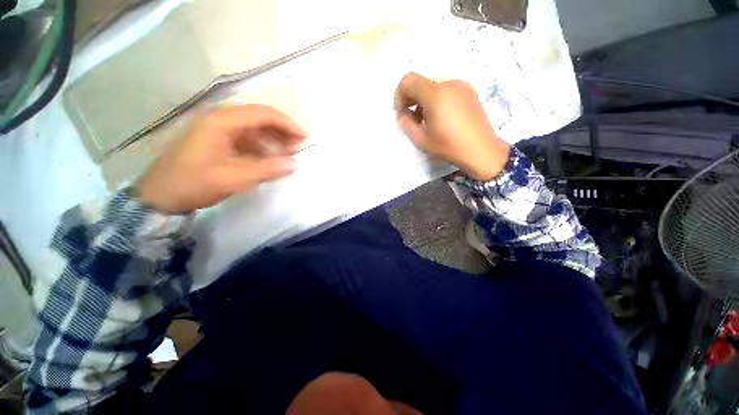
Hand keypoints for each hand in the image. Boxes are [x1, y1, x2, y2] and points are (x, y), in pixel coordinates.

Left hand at [138, 105, 305, 213]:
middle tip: (297, 147)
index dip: (286, 124)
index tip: (303, 137)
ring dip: (272, 139)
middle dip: (281, 131)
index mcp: (222, 122)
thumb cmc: (194, 183)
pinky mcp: (217, 141)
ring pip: (253, 129)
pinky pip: (246, 140)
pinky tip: (269, 160)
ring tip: (287, 154)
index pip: (262, 114)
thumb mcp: (234, 179)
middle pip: (258, 118)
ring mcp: (217, 130)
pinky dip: (261, 148)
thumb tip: (294, 164)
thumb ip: (267, 170)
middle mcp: (220, 120)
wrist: (160, 196)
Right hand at [393, 72, 509, 180]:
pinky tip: (441, 118)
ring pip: (433, 87)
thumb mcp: (421, 139)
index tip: (401, 112)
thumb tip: (403, 114)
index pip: (408, 80)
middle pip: (421, 83)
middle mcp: (449, 83)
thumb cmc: (449, 146)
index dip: (399, 95)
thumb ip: (406, 124)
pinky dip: (437, 101)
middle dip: (411, 99)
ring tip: (427, 122)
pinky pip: (446, 90)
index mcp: (436, 94)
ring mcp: (462, 86)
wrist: (482, 151)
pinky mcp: (470, 92)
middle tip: (412, 119)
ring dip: (424, 101)